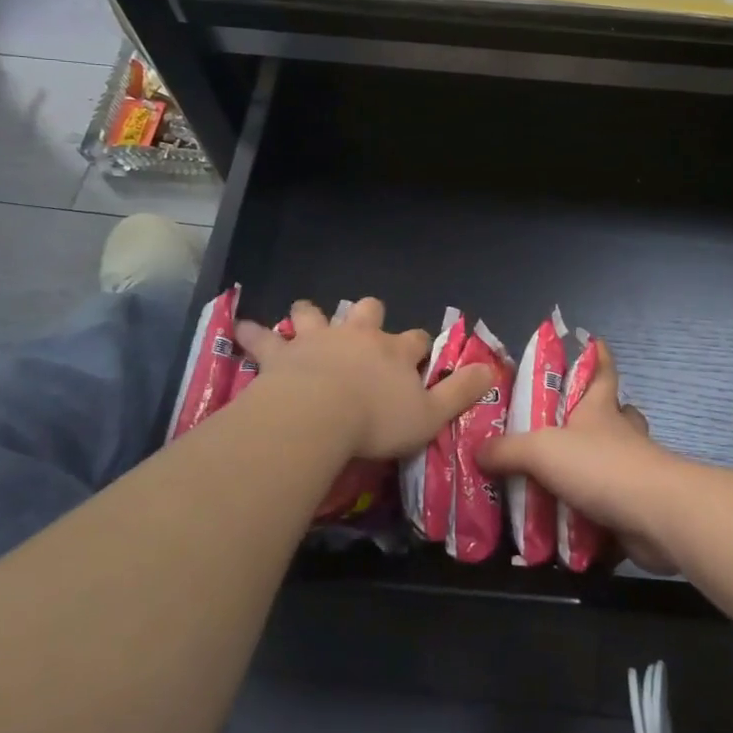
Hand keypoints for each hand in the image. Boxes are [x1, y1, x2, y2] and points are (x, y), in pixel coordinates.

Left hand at [235, 299, 491, 462]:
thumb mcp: (430, 415)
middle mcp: (359, 337)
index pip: (417, 339)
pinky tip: (241, 327)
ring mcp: (319, 340)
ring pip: (316, 314)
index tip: (419, 355)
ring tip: (305, 314)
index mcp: (395, 352)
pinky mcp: (283, 353)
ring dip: (311, 314)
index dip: (420, 345)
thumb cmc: (376, 421)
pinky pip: (263, 338)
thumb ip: (460, 392)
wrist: (319, 416)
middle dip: (369, 315)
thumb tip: (490, 370)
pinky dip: (253, 332)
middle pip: (368, 312)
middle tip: (364, 325)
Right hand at [478, 339, 682, 572]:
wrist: (655, 515)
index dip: (598, 355)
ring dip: (595, 463)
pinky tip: (570, 519)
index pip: (602, 371)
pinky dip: (595, 509)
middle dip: (599, 413)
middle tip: (567, 423)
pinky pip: (613, 501)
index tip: (593, 340)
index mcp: (600, 409)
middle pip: (616, 413)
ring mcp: (634, 469)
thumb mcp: (542, 450)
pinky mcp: (637, 505)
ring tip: (560, 475)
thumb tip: (478, 451)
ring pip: (616, 457)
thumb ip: (507, 450)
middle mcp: (620, 433)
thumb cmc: (601, 466)